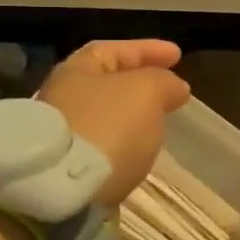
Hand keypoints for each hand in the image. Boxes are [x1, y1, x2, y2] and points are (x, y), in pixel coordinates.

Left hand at [38, 39, 190, 205]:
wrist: (62, 189)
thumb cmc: (107, 126)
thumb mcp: (146, 92)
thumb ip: (164, 82)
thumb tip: (175, 87)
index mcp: (76, 70)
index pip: (115, 50)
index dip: (148, 50)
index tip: (178, 55)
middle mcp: (62, 97)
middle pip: (106, 83)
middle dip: (139, 83)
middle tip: (169, 90)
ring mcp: (61, 135)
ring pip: (104, 116)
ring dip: (131, 115)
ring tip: (158, 122)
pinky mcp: (64, 168)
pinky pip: (101, 144)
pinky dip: (122, 141)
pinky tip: (137, 150)